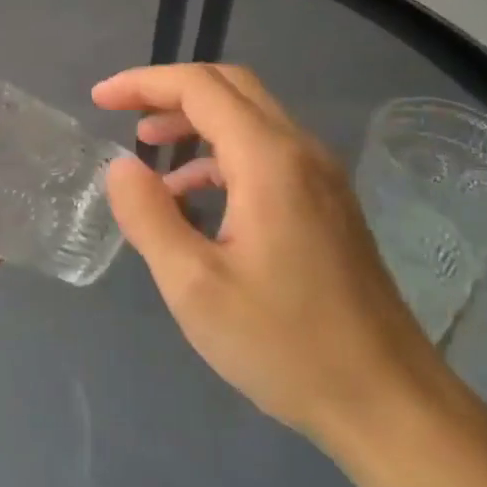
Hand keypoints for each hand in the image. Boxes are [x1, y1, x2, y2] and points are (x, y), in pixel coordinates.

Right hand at [93, 64, 444, 456]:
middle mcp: (301, 152)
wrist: (388, 403)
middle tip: (122, 114)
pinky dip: (219, 157)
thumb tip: (120, 166)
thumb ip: (148, 217)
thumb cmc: (285, 344)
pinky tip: (192, 200)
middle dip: (169, 91)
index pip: (200, 87)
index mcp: (269, 160)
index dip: (143, 83)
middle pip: (230, 88)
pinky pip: (265, 154)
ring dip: (194, 122)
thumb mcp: (194, 286)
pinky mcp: (327, 205)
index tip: (99, 100)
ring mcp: (321, 178)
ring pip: (250, 119)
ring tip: (147, 152)